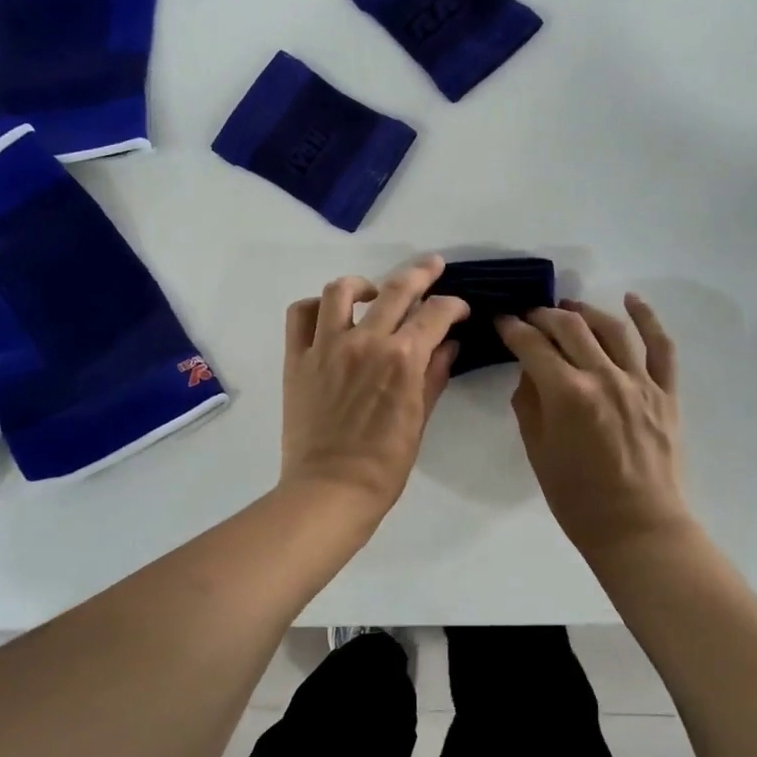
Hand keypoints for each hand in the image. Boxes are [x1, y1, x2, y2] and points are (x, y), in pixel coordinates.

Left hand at [281, 256, 468, 516]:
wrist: (330, 490)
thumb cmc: (385, 464)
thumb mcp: (419, 418)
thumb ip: (435, 375)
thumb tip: (449, 344)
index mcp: (403, 358)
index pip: (436, 314)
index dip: (453, 306)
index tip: (459, 310)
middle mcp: (366, 341)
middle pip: (397, 288)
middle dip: (422, 273)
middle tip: (433, 267)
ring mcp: (327, 346)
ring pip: (342, 290)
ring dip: (364, 284)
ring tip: (373, 293)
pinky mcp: (297, 358)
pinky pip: (300, 315)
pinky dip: (316, 307)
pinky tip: (329, 316)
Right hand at [496, 294, 690, 553]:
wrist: (638, 528)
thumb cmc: (578, 500)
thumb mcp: (538, 452)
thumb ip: (529, 403)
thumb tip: (530, 370)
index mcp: (568, 394)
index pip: (532, 345)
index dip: (512, 328)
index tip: (501, 321)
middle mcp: (604, 377)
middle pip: (570, 327)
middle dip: (543, 315)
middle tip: (530, 317)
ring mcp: (640, 382)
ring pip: (611, 328)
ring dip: (585, 311)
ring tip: (568, 307)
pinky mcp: (666, 392)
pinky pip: (661, 346)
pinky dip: (648, 318)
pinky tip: (632, 299)